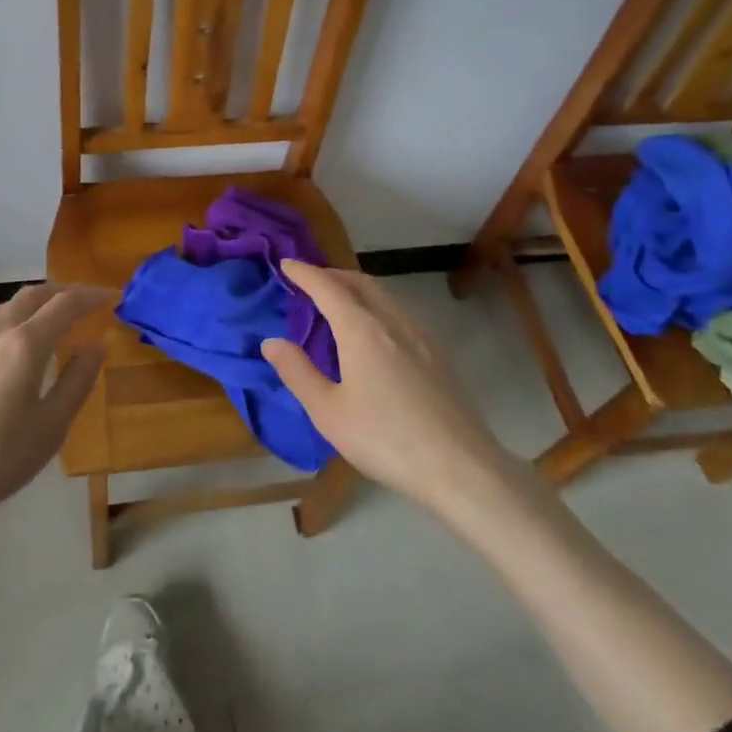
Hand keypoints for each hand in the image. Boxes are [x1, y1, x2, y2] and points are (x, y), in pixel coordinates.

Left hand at [0, 283, 111, 541]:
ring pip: (6, 308)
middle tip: (84, 301)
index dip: (92, 296)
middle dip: (63, 291)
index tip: (112, 297)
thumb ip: (77, 382)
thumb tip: (96, 346)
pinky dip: (10, 323)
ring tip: (49, 319)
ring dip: (34, 303)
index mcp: (25, 343)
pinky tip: (9, 351)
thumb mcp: (50, 428)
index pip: (66, 303)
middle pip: (33, 294)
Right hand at [262, 262, 506, 512]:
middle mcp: (392, 321)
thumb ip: (297, 372)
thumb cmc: (385, 439)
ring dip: (356, 287)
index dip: (304, 273)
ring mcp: (420, 335)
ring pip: (383, 294)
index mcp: (361, 329)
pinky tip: (376, 329)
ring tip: (339, 301)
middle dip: (332, 274)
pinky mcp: (438, 353)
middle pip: (359, 282)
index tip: (286, 263)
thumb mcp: (328, 412)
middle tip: (310, 281)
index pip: (327, 287)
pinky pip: (400, 311)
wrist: (461, 467)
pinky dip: (377, 304)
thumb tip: (271, 341)